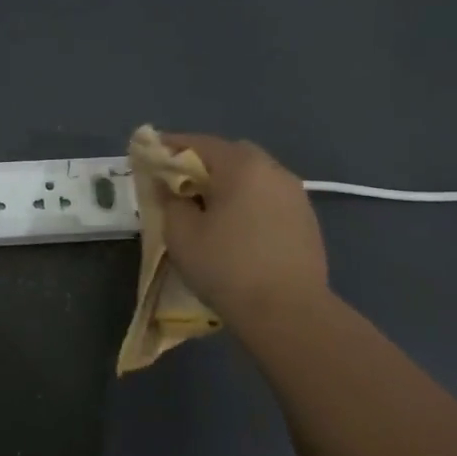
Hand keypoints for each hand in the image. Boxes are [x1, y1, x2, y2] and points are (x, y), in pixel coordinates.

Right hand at [158, 134, 328, 321]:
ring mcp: (295, 195)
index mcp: (242, 166)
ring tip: (207, 209)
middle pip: (230, 155)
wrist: (288, 312)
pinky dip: (248, 203)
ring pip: (253, 177)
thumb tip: (169, 187)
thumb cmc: (226, 267)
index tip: (149, 156)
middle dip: (202, 164)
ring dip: (228, 184)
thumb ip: (170, 201)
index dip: (169, 147)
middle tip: (179, 186)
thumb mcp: (180, 234)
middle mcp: (273, 170)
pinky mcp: (306, 220)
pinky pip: (268, 198)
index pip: (198, 143)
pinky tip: (236, 229)